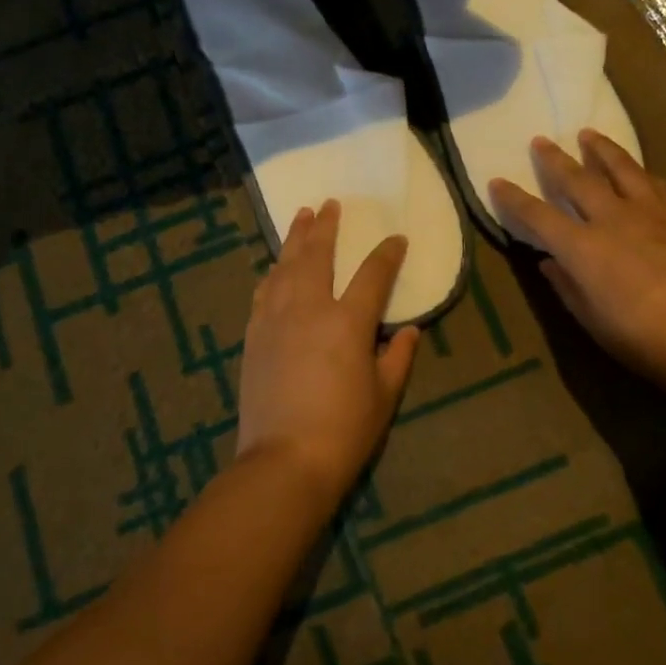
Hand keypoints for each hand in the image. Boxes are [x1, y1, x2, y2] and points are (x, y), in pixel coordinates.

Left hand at [236, 200, 420, 503]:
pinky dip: (272, 272)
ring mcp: (276, 319)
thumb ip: (398, 358)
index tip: (397, 239)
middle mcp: (310, 308)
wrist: (284, 459)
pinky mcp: (255, 335)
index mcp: (348, 321)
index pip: (373, 275)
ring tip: (302, 216)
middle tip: (330, 205)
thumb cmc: (344, 430)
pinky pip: (264, 291)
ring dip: (295, 239)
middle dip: (326, 227)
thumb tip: (410, 330)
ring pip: (285, 266)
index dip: (387, 254)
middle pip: (317, 255)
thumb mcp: (384, 396)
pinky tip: (275, 266)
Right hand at [490, 131, 665, 388]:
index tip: (497, 181)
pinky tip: (641, 172)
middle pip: (578, 180)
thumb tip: (549, 262)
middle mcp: (614, 220)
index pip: (538, 216)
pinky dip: (643, 175)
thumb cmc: (645, 340)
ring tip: (589, 134)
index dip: (514, 199)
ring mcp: (653, 214)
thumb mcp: (593, 322)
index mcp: (584, 249)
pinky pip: (659, 186)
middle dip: (555, 160)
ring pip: (622, 169)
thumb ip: (568, 287)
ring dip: (602, 150)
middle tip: (541, 140)